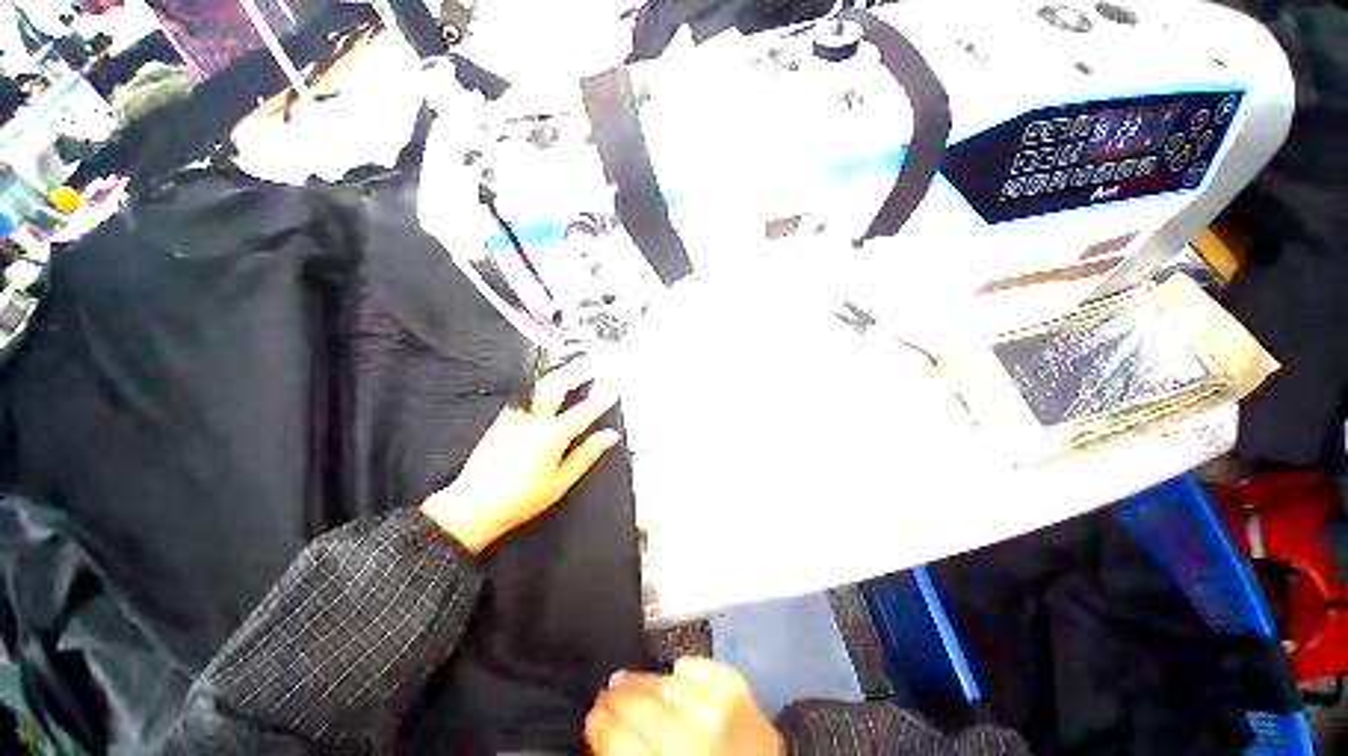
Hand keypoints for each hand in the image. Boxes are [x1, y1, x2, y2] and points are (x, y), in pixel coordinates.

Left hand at [421, 362, 619, 553]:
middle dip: (576, 372)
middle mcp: (534, 418)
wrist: (472, 506)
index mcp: (552, 435)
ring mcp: (515, 415)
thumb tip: (610, 436)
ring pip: (539, 385)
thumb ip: (586, 455)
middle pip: (558, 386)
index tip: (616, 386)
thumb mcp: (561, 482)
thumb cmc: (522, 499)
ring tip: (571, 366)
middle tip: (591, 363)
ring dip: (558, 373)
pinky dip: (541, 384)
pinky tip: (546, 384)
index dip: (603, 398)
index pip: (585, 411)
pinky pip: (525, 394)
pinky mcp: (502, 418)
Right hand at [586, 658, 781, 754]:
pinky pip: (699, 666)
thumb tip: (603, 734)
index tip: (592, 717)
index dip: (600, 727)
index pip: (619, 741)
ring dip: (641, 680)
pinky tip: (673, 674)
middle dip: (615, 700)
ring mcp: (717, 706)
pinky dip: (684, 669)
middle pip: (640, 707)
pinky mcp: (738, 687)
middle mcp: (692, 736)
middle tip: (603, 695)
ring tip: (624, 679)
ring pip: (664, 683)